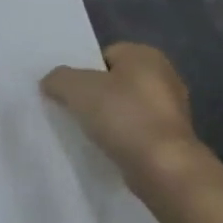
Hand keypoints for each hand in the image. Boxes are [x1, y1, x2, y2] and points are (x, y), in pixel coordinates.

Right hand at [41, 42, 204, 186]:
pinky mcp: (171, 140)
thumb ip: (58, 78)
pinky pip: (135, 133)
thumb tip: (51, 82)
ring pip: (125, 109)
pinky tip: (105, 150)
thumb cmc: (123, 117)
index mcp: (146, 55)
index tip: (68, 93)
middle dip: (94, 96)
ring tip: (85, 134)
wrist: (163, 167)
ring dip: (107, 120)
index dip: (83, 72)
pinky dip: (120, 140)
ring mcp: (171, 110)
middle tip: (72, 112)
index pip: (105, 55)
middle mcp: (164, 76)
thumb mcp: (77, 89)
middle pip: (115, 82)